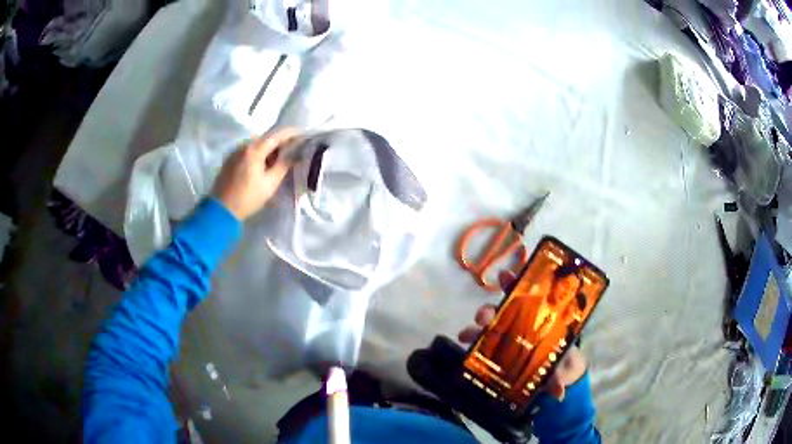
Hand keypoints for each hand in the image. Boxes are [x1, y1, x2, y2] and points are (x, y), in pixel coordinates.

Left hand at [213, 128, 298, 220]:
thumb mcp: (270, 184)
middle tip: (293, 152)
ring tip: (279, 161)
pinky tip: (263, 166)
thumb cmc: (248, 198)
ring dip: (269, 149)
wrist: (221, 210)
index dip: (292, 133)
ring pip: (257, 144)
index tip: (304, 135)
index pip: (277, 134)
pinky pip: (248, 150)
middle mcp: (243, 145)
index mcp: (254, 149)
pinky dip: (258, 154)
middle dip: (281, 142)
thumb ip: (284, 165)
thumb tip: (295, 153)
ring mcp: (235, 151)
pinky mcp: (230, 158)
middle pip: (267, 137)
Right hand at [457, 271, 587, 401]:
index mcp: (539, 320)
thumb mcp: (562, 367)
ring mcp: (507, 337)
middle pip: (502, 311)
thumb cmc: (563, 362)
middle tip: (483, 317)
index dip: (515, 284)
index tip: (505, 275)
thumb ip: (559, 377)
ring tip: (465, 335)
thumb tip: (558, 393)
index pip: (526, 297)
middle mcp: (521, 324)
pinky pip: (483, 341)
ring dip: (477, 328)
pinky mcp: (496, 351)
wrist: (556, 378)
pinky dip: (472, 339)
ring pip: (489, 326)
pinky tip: (463, 342)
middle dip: (490, 311)